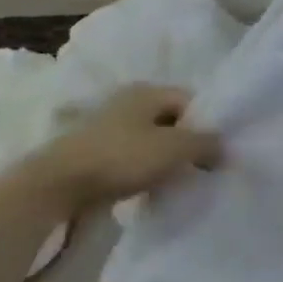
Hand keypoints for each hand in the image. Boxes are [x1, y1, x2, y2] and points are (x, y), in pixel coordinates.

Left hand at [44, 85, 220, 208]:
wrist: (59, 185)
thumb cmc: (122, 157)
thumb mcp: (174, 148)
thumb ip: (206, 144)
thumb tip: (224, 148)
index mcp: (148, 91)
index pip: (191, 100)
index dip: (208, 124)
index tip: (219, 152)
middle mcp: (129, 103)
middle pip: (172, 121)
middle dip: (189, 144)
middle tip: (204, 170)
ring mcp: (110, 128)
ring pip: (153, 142)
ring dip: (167, 161)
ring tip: (181, 183)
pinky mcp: (98, 154)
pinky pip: (134, 160)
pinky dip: (147, 172)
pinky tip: (153, 190)